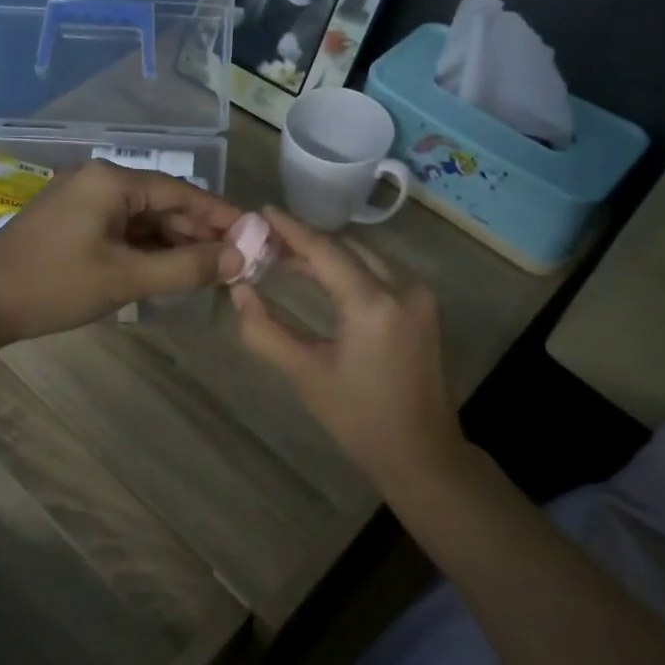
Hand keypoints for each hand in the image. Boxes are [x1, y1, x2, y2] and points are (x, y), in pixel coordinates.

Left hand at [0, 160, 243, 347]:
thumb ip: (186, 268)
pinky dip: (147, 251)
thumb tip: (240, 259)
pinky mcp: (72, 225)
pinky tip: (168, 272)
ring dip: (174, 245)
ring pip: (143, 220)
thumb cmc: (53, 285)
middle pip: (164, 204)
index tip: (255, 237)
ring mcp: (82, 203)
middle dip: (200, 234)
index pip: (183, 193)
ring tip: (210, 272)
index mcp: (113, 181)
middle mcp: (100, 182)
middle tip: (236, 263)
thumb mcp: (126, 278)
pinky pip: (122, 231)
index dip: (222, 216)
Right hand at [231, 206, 464, 482]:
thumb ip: (265, 330)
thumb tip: (239, 291)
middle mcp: (403, 288)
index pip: (325, 251)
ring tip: (286, 260)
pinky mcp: (424, 308)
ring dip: (328, 256)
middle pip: (346, 249)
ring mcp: (420, 296)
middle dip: (306, 243)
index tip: (262, 212)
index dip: (291, 230)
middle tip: (266, 243)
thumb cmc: (358, 419)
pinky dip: (349, 270)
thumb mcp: (305, 374)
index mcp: (373, 304)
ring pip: (365, 258)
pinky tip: (322, 279)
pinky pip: (380, 274)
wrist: (421, 453)